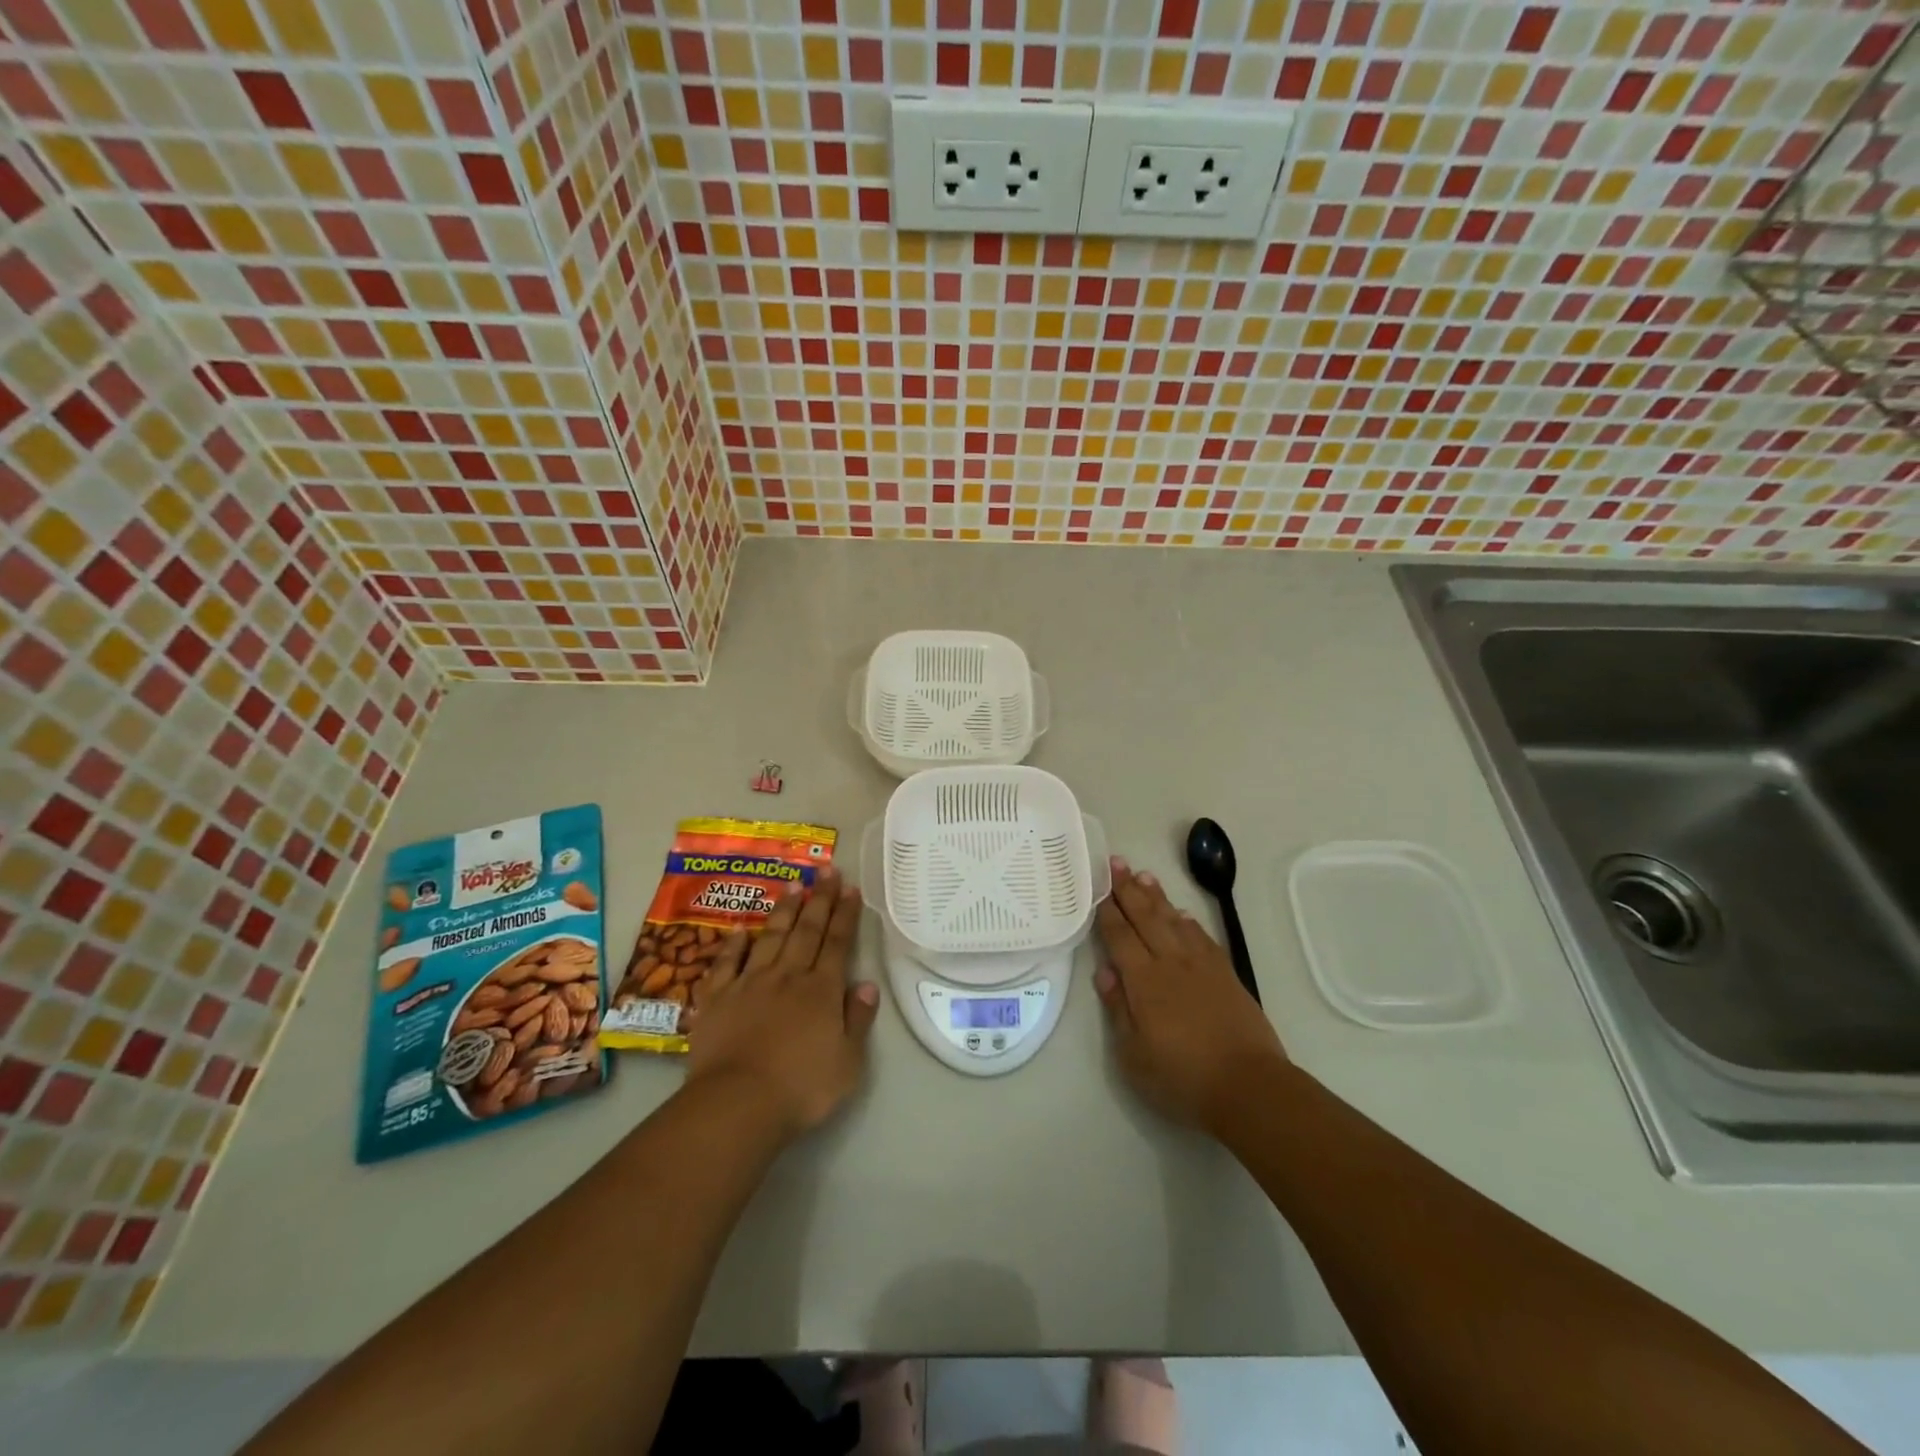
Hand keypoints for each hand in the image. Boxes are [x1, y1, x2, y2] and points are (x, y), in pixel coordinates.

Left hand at [684, 868, 878, 1141]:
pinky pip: (727, 962)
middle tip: (827, 870)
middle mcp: (788, 976)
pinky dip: (734, 944)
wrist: (738, 1104)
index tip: (851, 888)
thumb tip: (866, 984)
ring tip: (793, 884)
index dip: (845, 915)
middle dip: (820, 899)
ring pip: (771, 937)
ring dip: (784, 910)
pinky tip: (741, 929)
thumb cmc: (801, 1088)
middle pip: (807, 931)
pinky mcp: (717, 998)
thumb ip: (858, 1020)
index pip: (838, 943)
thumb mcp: (848, 1062)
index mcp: (821, 990)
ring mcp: (749, 983)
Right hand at [1093, 858, 1287, 1135]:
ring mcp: (1201, 966)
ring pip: (1173, 920)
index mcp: (1143, 981)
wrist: (1249, 1086)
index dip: (1107, 910)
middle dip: (1128, 889)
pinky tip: (1180, 913)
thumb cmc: (1182, 1077)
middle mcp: (1170, 963)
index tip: (1098, 886)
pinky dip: (1187, 920)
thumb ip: (1117, 1009)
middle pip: (1145, 918)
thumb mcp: (1134, 1055)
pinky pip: (1201, 936)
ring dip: (1156, 897)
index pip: (1119, 936)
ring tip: (1143, 875)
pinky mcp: (1226, 974)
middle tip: (1116, 862)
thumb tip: (1104, 971)